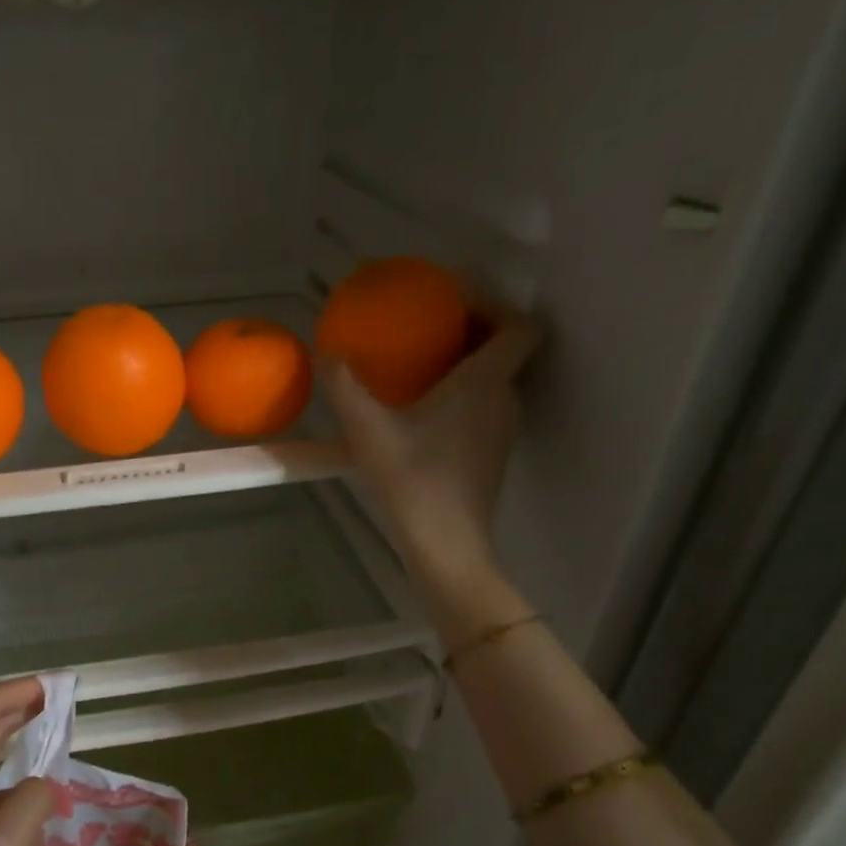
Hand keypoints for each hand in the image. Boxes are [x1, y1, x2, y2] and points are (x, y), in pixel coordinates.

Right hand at [324, 306, 542, 644]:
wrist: (445, 544)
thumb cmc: (412, 480)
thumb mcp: (368, 431)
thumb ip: (345, 387)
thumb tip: (325, 352)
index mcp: (485, 382)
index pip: (521, 326)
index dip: (497, 305)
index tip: (458, 301)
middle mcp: (504, 400)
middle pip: (507, 350)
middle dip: (473, 332)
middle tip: (429, 330)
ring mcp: (502, 431)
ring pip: (496, 382)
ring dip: (467, 367)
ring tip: (423, 368)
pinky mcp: (491, 456)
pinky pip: (484, 409)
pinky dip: (463, 398)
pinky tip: (423, 414)